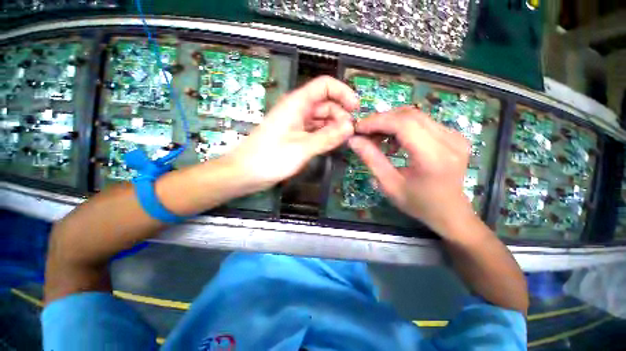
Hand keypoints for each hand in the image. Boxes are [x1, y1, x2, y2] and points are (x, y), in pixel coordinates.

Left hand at [228, 76, 357, 189]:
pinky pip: (315, 131)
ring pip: (321, 119)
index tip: (356, 109)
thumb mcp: (302, 148)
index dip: (342, 93)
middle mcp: (297, 110)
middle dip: (340, 115)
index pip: (324, 86)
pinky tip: (332, 143)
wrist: (245, 173)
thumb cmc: (270, 158)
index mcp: (297, 104)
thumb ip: (327, 137)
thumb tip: (350, 127)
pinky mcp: (295, 136)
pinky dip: (325, 135)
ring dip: (334, 126)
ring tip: (344, 139)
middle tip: (351, 133)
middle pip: (325, 104)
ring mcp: (296, 124)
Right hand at [348, 106, 474, 236]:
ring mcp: (455, 135)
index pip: (403, 124)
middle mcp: (449, 141)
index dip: (377, 122)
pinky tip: (394, 142)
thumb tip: (353, 140)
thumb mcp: (389, 185)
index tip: (358, 128)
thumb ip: (371, 160)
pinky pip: (422, 122)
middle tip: (364, 133)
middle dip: (381, 120)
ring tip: (377, 139)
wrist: (450, 212)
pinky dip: (402, 127)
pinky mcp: (454, 135)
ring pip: (415, 115)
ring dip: (391, 123)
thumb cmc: (417, 203)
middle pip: (409, 115)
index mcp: (433, 158)